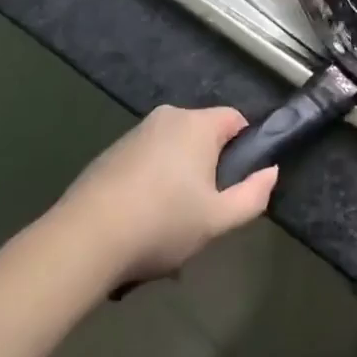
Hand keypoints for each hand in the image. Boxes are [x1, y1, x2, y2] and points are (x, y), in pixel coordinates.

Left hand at [59, 106, 276, 281]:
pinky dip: (151, 185)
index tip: (238, 184)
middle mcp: (166, 118)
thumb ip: (253, 195)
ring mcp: (134, 134)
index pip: (235, 119)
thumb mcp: (218, 219)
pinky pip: (146, 162)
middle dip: (209, 169)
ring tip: (170, 227)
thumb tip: (271, 172)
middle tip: (205, 212)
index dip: (245, 148)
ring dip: (178, 180)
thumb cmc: (162, 223)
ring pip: (172, 152)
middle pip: (202, 136)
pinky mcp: (109, 154)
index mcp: (196, 124)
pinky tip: (141, 224)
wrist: (85, 239)